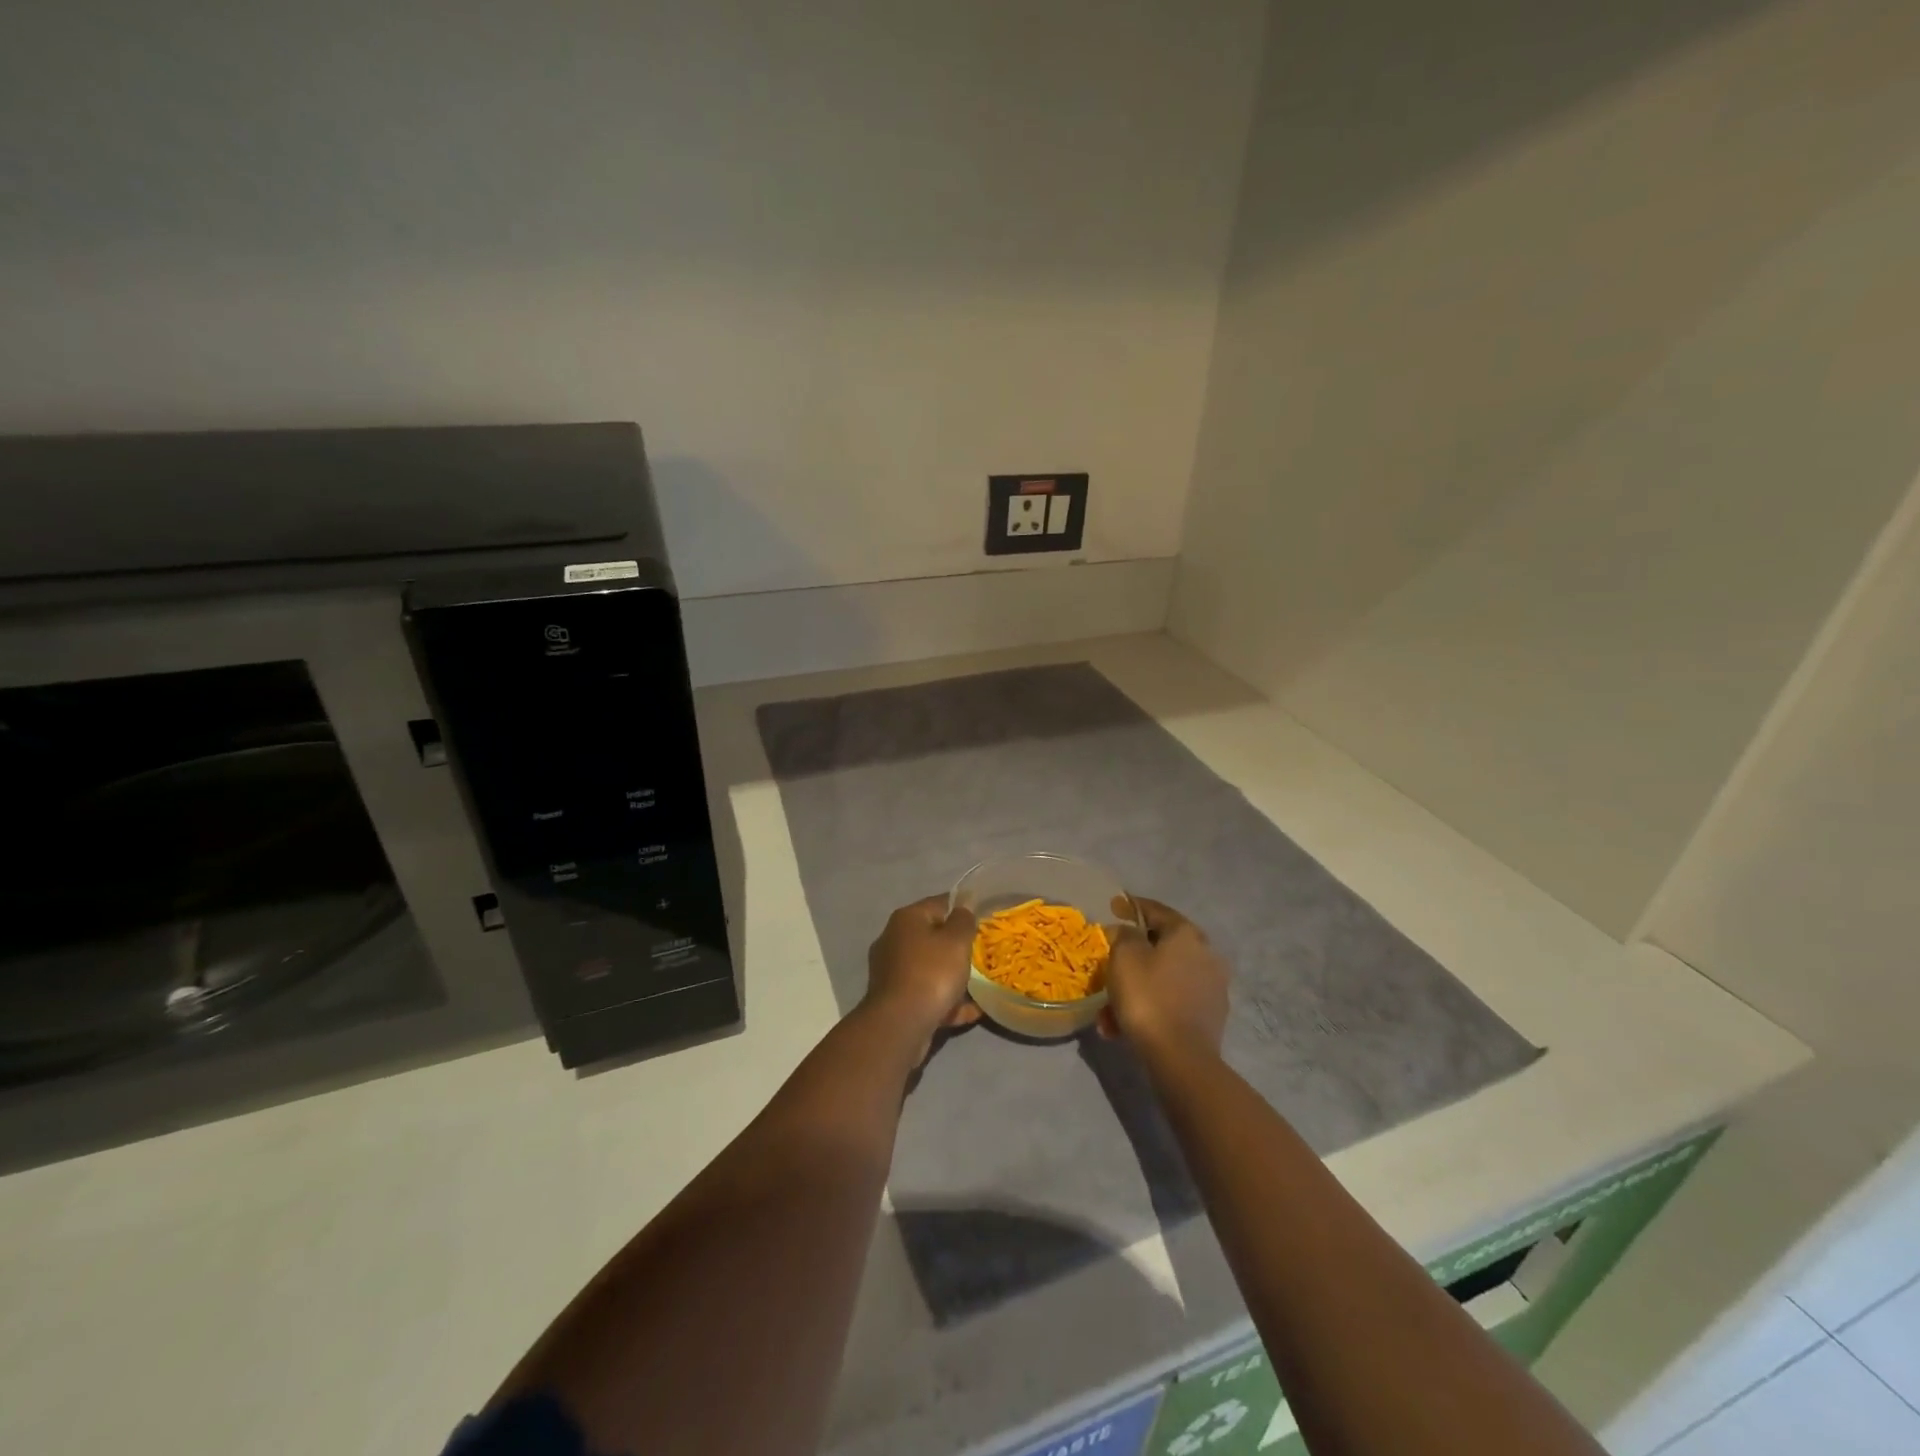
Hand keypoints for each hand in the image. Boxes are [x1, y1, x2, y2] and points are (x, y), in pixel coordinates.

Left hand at [862, 895, 982, 1055]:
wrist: (900, 1024)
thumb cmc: (931, 973)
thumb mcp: (956, 940)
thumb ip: (963, 920)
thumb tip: (963, 906)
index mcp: (906, 919)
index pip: (939, 903)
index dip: (963, 908)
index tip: (985, 919)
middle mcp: (894, 940)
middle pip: (933, 936)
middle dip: (958, 945)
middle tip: (983, 953)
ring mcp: (892, 972)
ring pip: (930, 967)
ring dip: (954, 975)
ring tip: (981, 984)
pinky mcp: (896, 1000)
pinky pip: (928, 993)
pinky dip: (948, 1000)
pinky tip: (973, 1011)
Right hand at [1100, 896, 1228, 1059]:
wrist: (1181, 1058)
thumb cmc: (1148, 997)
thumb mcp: (1124, 957)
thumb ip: (1123, 935)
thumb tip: (1126, 932)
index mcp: (1186, 934)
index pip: (1156, 910)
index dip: (1132, 906)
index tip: (1114, 906)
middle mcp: (1206, 954)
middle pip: (1161, 946)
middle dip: (1132, 955)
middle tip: (1110, 962)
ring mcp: (1212, 986)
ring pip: (1164, 978)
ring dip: (1137, 987)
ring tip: (1109, 1011)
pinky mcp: (1210, 1016)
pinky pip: (1172, 1001)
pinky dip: (1151, 1006)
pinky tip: (1125, 1026)